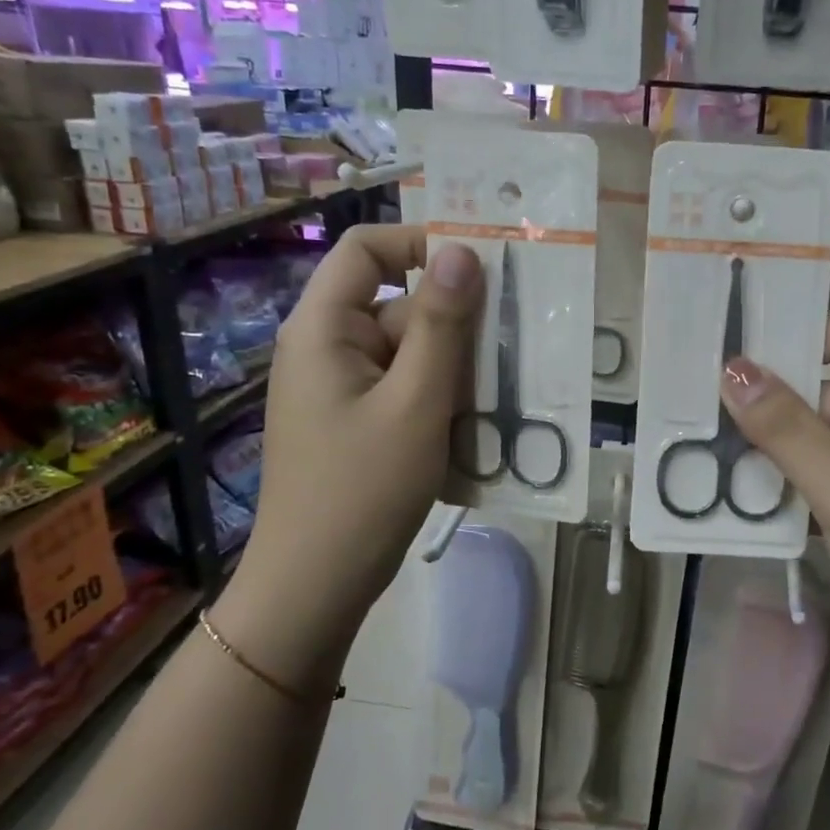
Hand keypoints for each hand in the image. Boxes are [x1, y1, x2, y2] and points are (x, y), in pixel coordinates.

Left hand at [220, 226, 482, 685]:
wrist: (315, 586)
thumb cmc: (363, 490)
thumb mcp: (416, 402)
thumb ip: (442, 324)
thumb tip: (463, 252)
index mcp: (324, 328)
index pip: (366, 249)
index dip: (420, 242)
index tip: (481, 266)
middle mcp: (327, 348)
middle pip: (397, 305)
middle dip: (454, 322)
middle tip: (514, 342)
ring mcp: (341, 389)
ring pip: (409, 352)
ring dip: (454, 366)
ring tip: (505, 389)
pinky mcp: (357, 422)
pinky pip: (404, 389)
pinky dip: (440, 397)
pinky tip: (478, 424)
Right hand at [721, 316, 829, 701]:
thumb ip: (788, 430)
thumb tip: (732, 368)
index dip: (792, 336)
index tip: (726, 348)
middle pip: (826, 397)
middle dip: (768, 408)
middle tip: (692, 412)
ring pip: (820, 445)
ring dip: (772, 454)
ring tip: (700, 451)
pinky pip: (826, 484)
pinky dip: (789, 490)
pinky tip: (736, 500)